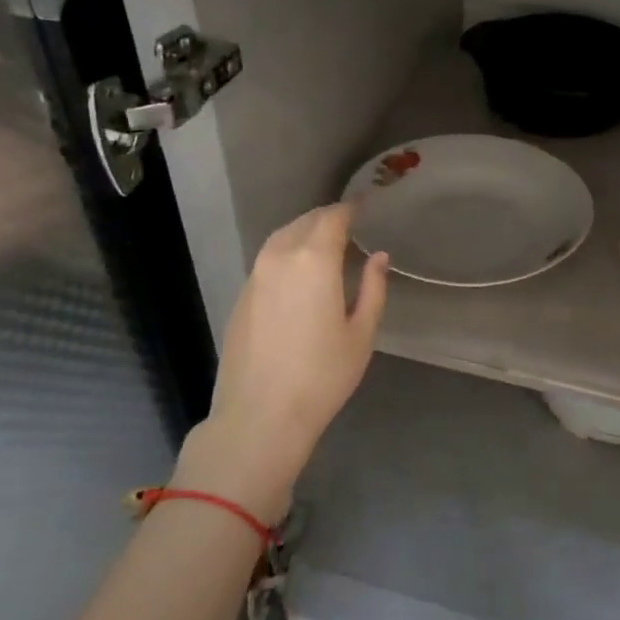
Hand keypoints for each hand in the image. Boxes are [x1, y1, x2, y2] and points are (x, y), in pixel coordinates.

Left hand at [176, 203, 389, 519]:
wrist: (260, 414)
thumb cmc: (322, 375)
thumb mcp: (361, 333)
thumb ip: (373, 288)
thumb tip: (377, 256)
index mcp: (314, 260)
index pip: (333, 217)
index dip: (350, 208)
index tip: (364, 204)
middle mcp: (280, 257)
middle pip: (304, 222)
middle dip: (327, 217)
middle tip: (349, 224)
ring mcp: (255, 276)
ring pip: (282, 238)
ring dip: (304, 233)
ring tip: (325, 244)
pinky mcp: (242, 297)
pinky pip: (268, 260)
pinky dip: (287, 254)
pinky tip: (299, 274)